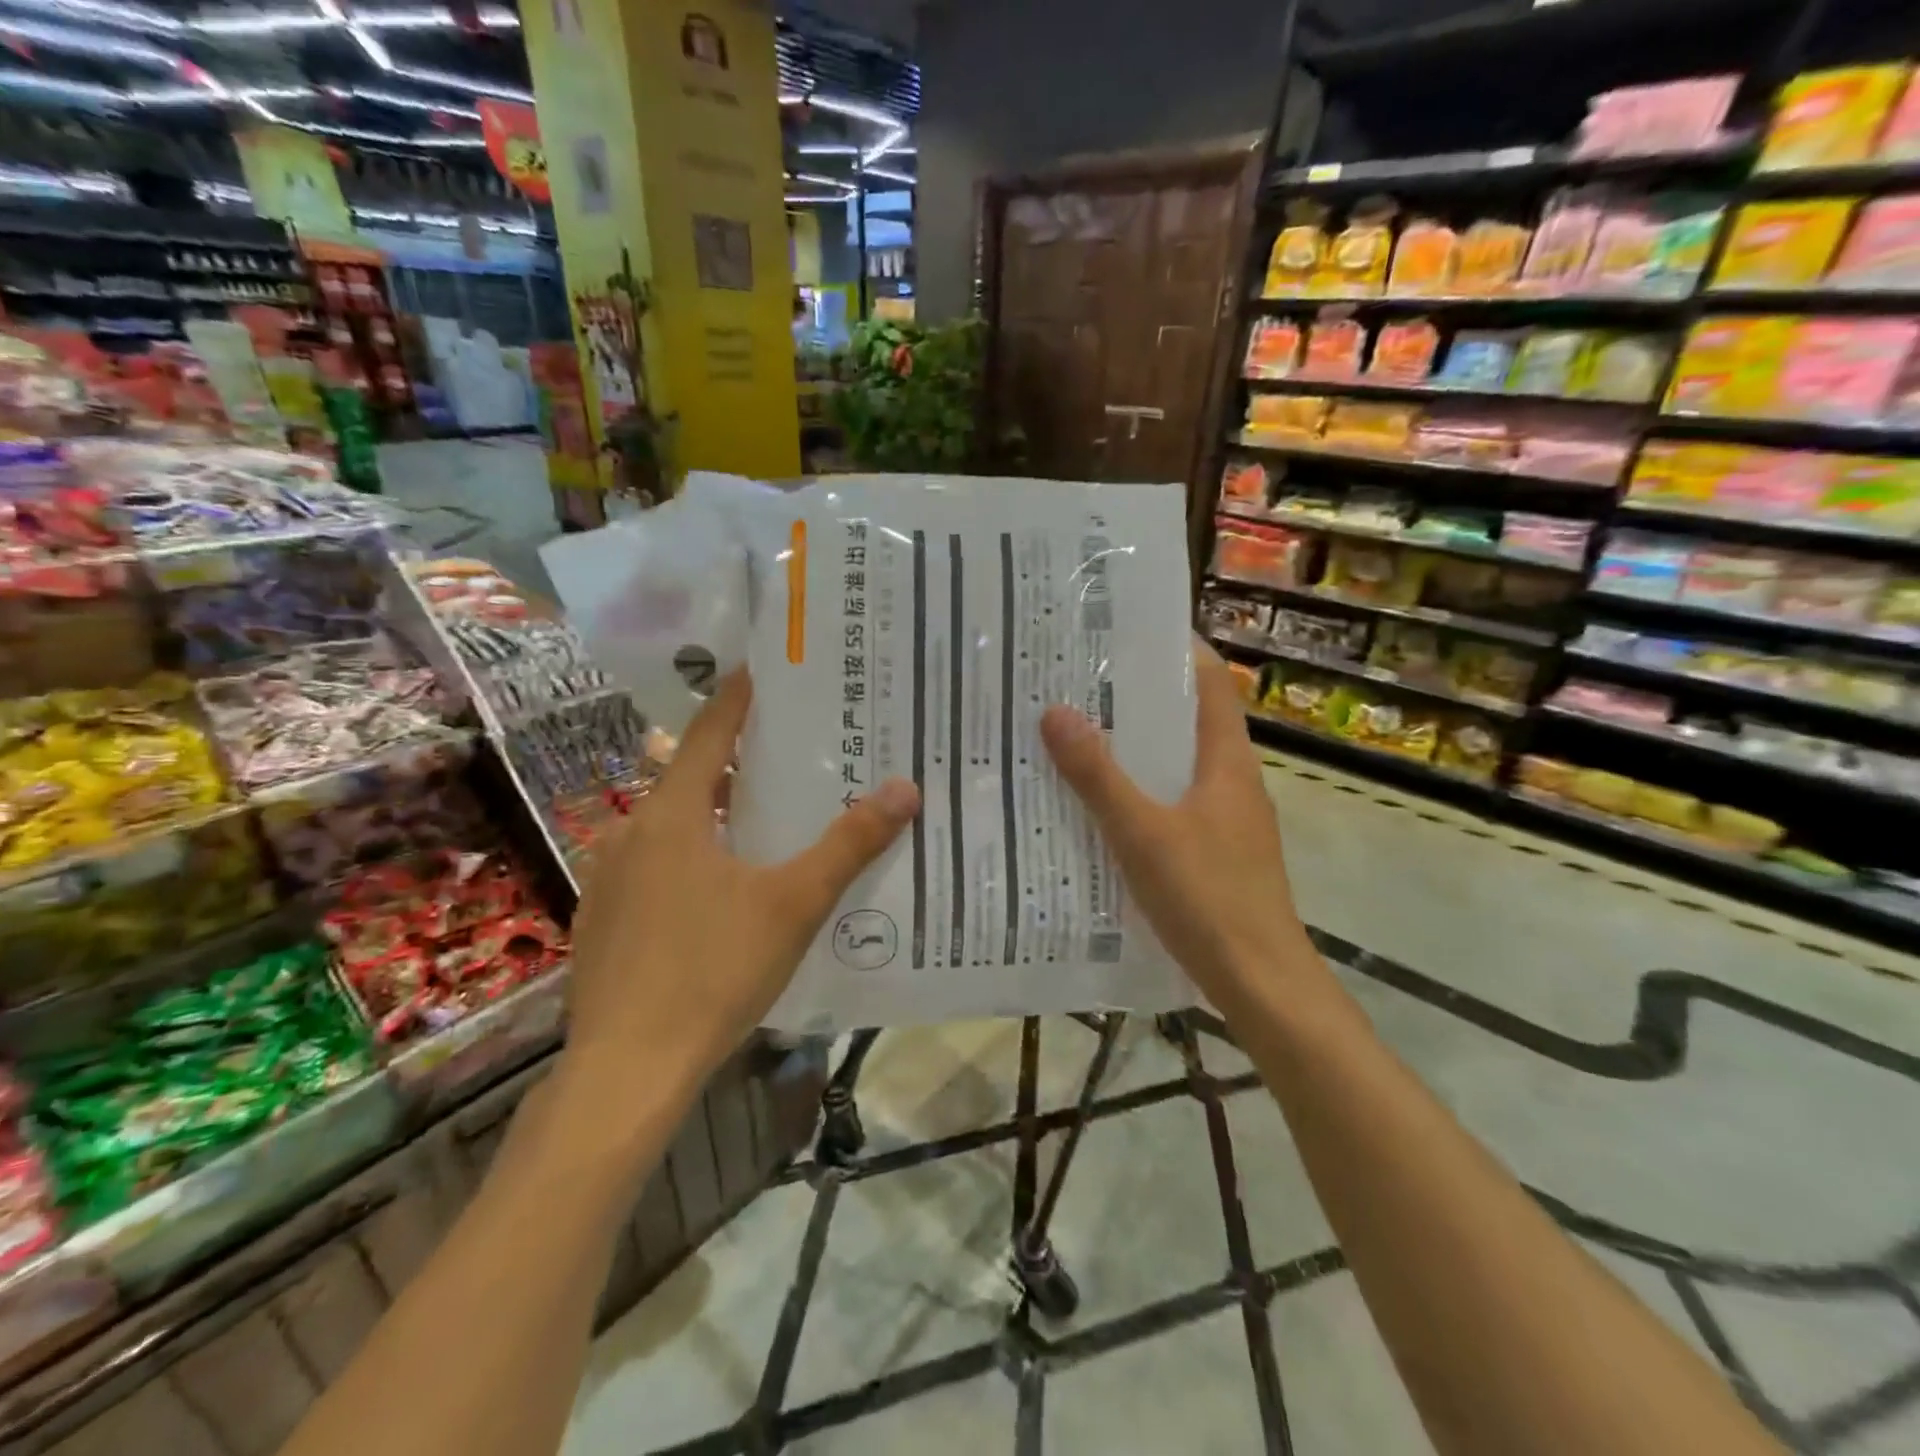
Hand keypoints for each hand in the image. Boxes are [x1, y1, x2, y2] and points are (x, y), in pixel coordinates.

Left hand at [560, 669, 918, 1098]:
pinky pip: (655, 868)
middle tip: (792, 756)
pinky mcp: (603, 921)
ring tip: (767, 822)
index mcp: (672, 815)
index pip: (710, 733)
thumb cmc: (713, 972)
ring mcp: (609, 879)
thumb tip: (904, 788)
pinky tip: (723, 894)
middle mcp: (632, 833)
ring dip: (716, 816)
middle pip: (692, 779)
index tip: (763, 670)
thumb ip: (848, 845)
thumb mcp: (793, 904)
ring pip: (673, 828)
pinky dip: (691, 859)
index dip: (737, 698)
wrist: (626, 1072)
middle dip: (739, 763)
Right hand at [1039, 644, 1316, 1013]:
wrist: (1260, 982)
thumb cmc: (1208, 897)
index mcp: (1227, 761)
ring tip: (1080, 734)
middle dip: (1141, 699)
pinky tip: (1101, 806)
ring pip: (1178, 765)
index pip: (1209, 683)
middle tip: (1081, 682)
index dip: (1176, 650)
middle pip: (1188, 721)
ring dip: (1137, 748)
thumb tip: (1055, 711)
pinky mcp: (1216, 852)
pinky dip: (1141, 792)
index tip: (1124, 632)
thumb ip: (1098, 776)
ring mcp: (1228, 819)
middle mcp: (1233, 780)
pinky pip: (1174, 804)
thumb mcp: (1142, 833)